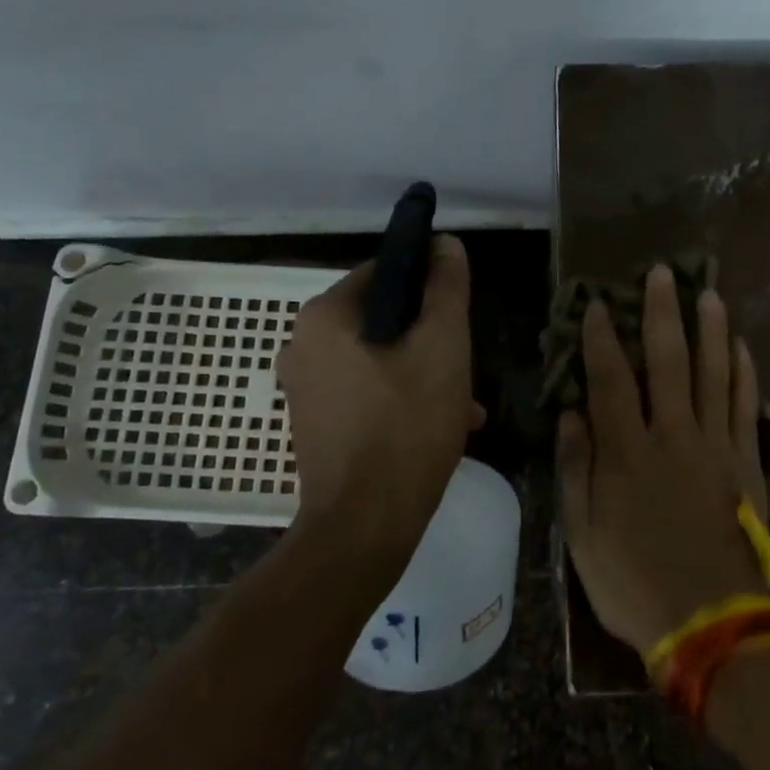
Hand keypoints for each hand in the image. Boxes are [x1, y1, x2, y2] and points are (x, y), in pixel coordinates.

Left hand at [278, 235, 482, 563]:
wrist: (364, 526)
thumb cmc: (406, 427)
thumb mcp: (442, 348)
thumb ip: (447, 289)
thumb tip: (445, 243)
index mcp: (324, 316)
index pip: (384, 271)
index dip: (429, 283)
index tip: (461, 312)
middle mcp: (303, 345)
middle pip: (383, 318)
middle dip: (430, 337)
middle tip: (466, 364)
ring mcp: (306, 388)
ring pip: (379, 358)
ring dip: (424, 371)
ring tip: (466, 402)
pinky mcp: (316, 423)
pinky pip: (367, 391)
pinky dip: (402, 397)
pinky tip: (443, 424)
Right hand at [558, 266, 769, 656]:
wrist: (712, 622)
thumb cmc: (634, 582)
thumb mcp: (583, 535)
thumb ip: (576, 470)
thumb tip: (571, 414)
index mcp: (627, 452)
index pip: (611, 380)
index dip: (601, 339)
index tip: (597, 304)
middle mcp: (673, 436)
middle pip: (668, 362)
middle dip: (662, 313)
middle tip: (663, 272)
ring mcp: (716, 447)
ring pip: (714, 374)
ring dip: (711, 330)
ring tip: (710, 293)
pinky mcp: (747, 464)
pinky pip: (747, 409)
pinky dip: (745, 375)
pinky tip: (742, 349)